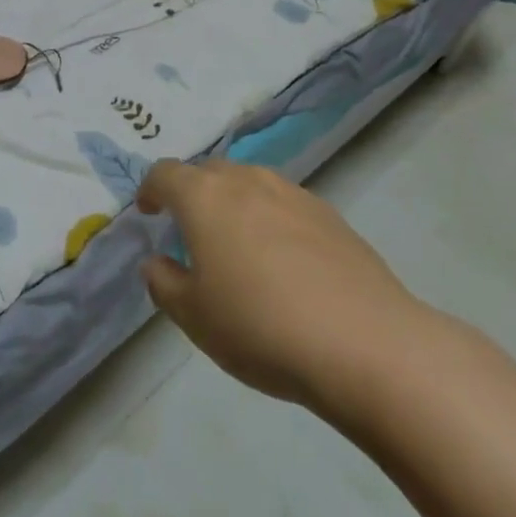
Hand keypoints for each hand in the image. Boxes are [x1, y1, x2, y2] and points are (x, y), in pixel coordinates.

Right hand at [137, 159, 433, 429]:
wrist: (366, 344)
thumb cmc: (261, 326)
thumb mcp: (194, 317)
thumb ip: (164, 283)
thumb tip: (157, 262)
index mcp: (203, 196)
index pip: (164, 174)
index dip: (151, 190)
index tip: (149, 212)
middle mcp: (246, 180)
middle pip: (208, 172)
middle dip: (193, 193)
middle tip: (191, 231)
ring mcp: (292, 193)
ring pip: (250, 184)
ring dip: (235, 204)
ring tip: (239, 245)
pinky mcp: (330, 214)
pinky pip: (285, 205)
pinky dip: (272, 220)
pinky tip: (285, 263)